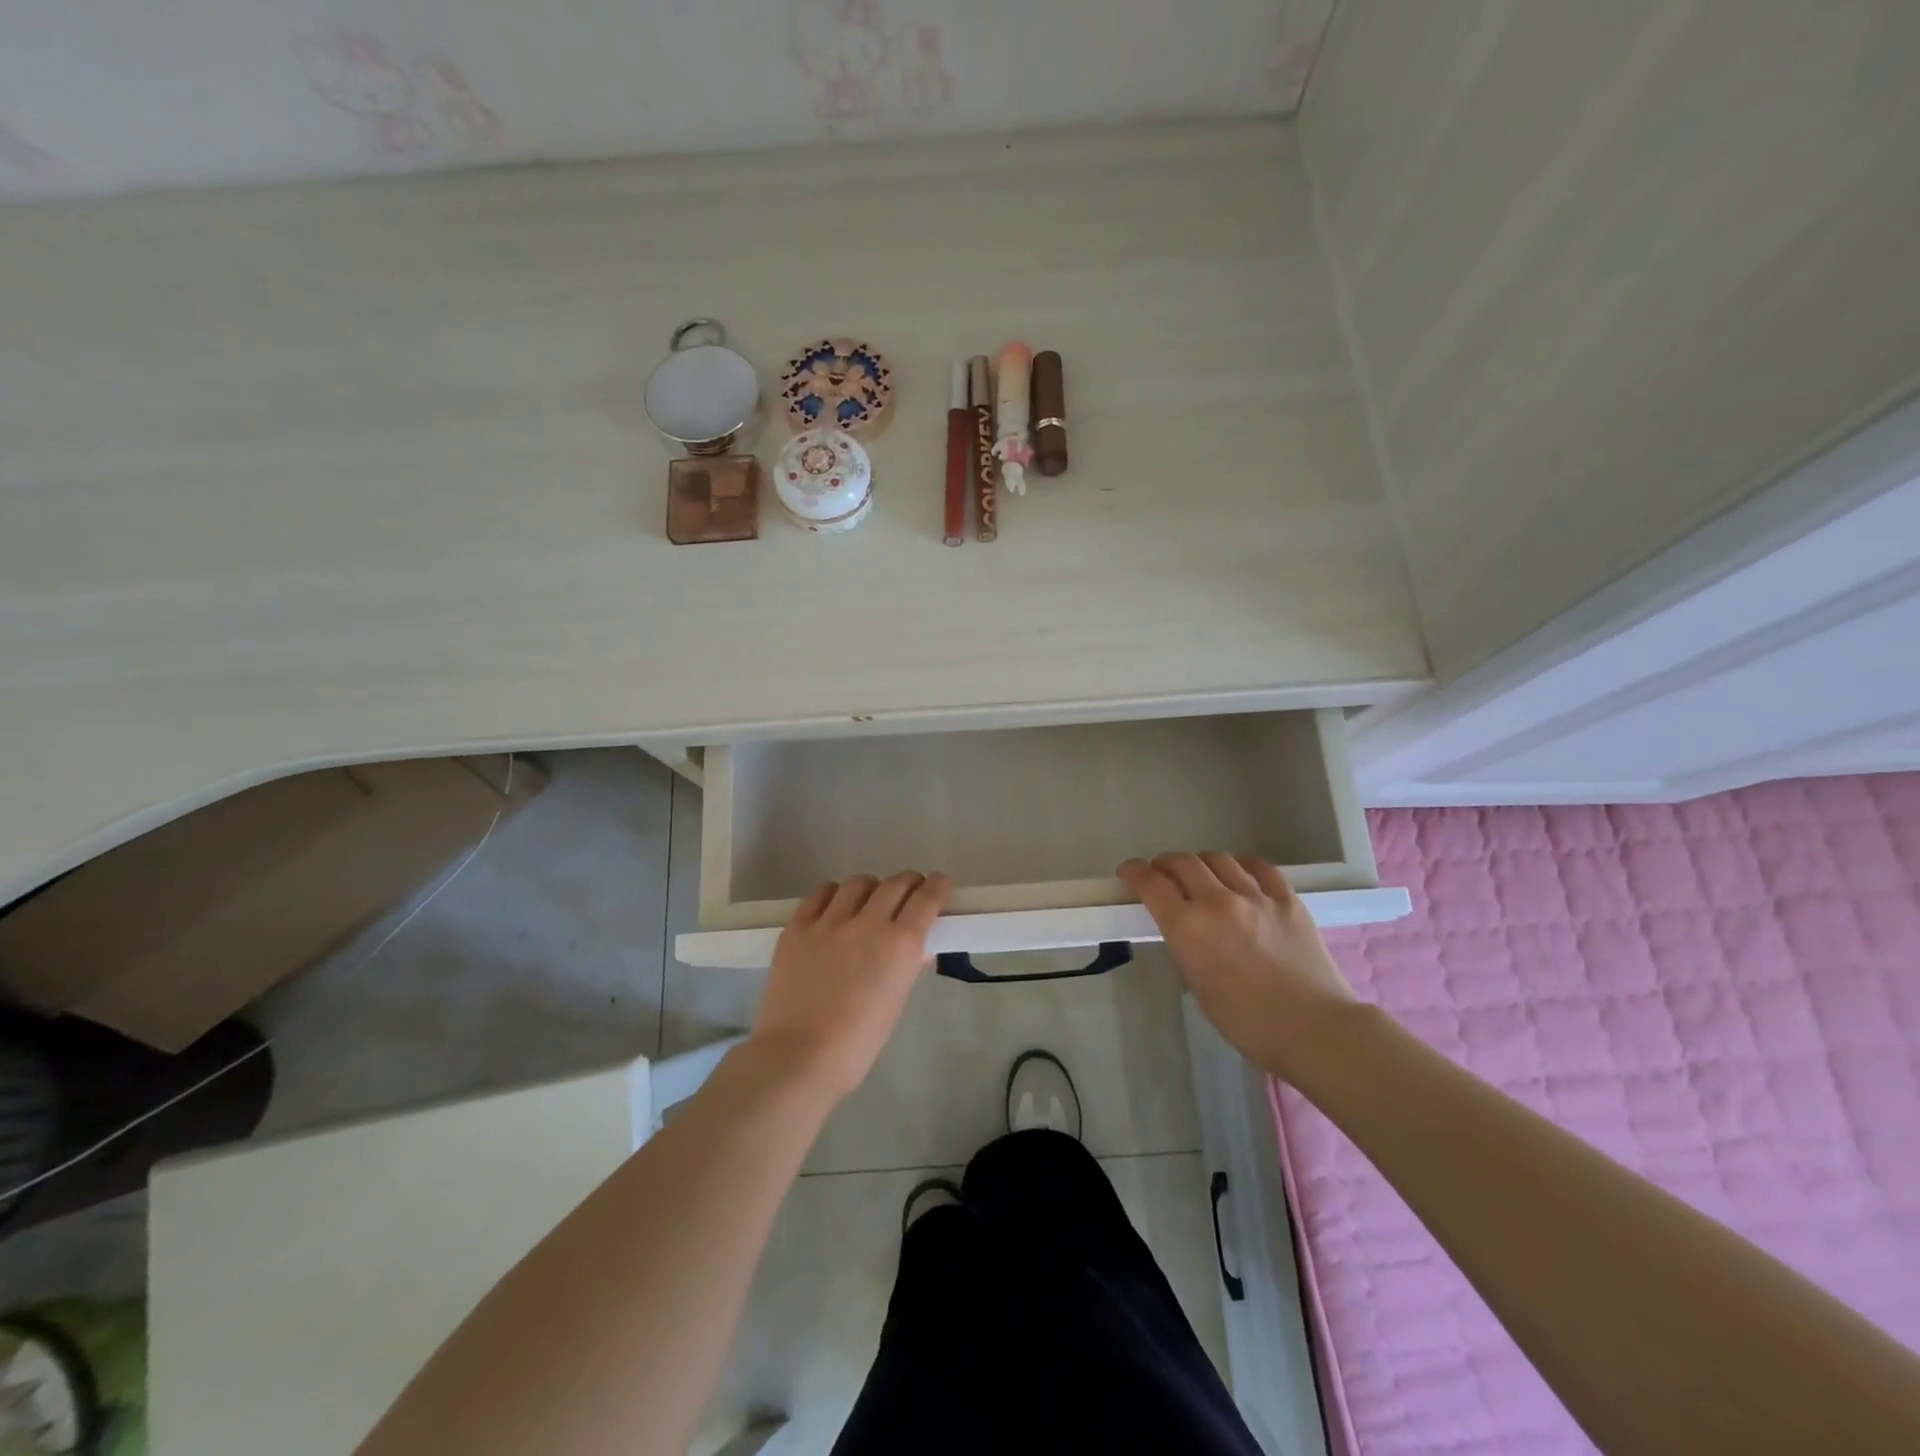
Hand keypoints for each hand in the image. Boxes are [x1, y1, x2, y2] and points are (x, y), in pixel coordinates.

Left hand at [750, 871, 952, 1100]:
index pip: (927, 897)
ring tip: (867, 903)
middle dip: (909, 883)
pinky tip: (833, 910)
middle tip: (909, 894)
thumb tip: (914, 947)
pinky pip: (820, 894)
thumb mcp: (896, 1001)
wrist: (798, 1057)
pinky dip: (833, 896)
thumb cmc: (857, 1043)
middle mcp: (868, 923)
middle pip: (895, 883)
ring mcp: (829, 921)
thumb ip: (906, 966)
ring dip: (871, 889)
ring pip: (858, 883)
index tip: (940, 884)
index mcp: (901, 945)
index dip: (938, 886)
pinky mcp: (797, 926)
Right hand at [1118, 852, 1357, 1079]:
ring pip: (1219, 858)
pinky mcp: (1288, 898)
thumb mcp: (1198, 985)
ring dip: (1202, 862)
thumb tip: (1186, 929)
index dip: (1134, 871)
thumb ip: (1187, 946)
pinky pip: (1259, 867)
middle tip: (1163, 874)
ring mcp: (1255, 896)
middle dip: (1166, 864)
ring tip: (1202, 874)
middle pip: (1183, 862)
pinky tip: (1240, 871)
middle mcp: (1217, 901)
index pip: (1150, 883)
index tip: (1129, 872)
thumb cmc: (1247, 1022)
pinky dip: (1241, 864)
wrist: (1314, 1029)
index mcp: (1187, 927)